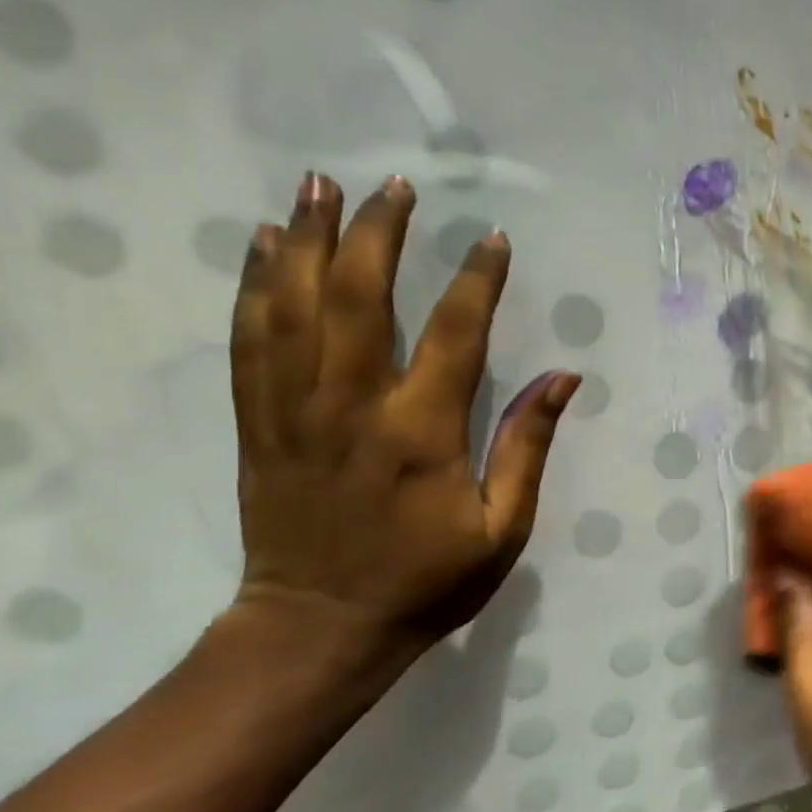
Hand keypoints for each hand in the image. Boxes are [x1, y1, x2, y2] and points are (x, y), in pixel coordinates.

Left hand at [229, 172, 577, 655]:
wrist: (322, 626)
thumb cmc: (428, 581)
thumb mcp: (503, 527)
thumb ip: (527, 447)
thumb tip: (563, 379)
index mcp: (421, 433)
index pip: (454, 334)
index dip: (476, 281)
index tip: (493, 239)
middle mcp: (352, 407)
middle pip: (357, 297)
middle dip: (376, 233)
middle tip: (394, 185)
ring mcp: (294, 411)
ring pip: (292, 305)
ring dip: (304, 238)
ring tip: (318, 184)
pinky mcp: (257, 423)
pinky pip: (248, 339)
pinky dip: (252, 284)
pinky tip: (260, 244)